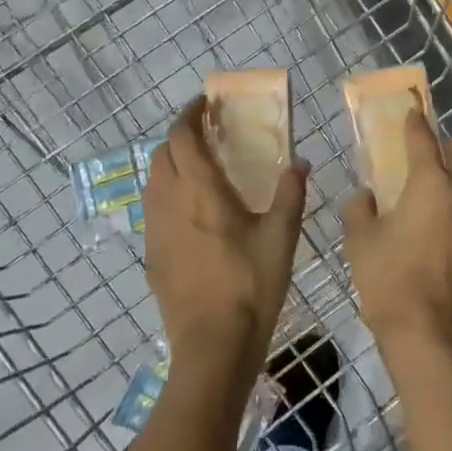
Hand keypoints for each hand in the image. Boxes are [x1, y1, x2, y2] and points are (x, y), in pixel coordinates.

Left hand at [145, 97, 307, 371]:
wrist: (213, 345)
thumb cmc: (251, 285)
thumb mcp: (282, 237)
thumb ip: (290, 193)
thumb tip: (299, 161)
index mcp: (201, 192)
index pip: (181, 138)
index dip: (189, 115)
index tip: (205, 105)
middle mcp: (170, 203)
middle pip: (160, 155)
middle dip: (179, 136)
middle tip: (206, 134)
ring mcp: (155, 230)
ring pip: (152, 181)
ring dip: (170, 163)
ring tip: (199, 167)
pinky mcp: (152, 255)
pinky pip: (153, 209)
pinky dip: (167, 192)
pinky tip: (191, 210)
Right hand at [343, 107, 451, 360]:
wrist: (435, 339)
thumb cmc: (391, 284)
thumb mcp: (361, 243)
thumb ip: (359, 209)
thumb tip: (364, 196)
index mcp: (432, 185)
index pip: (424, 139)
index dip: (415, 123)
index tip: (412, 112)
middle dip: (448, 148)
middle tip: (430, 161)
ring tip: (446, 202)